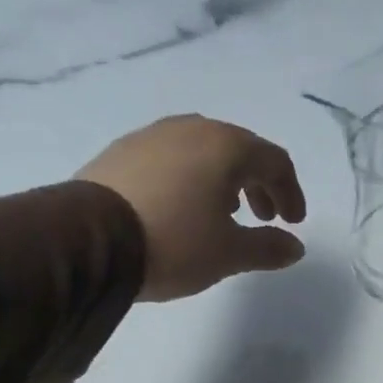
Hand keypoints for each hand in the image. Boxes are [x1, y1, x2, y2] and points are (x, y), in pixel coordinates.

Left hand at [79, 115, 307, 301]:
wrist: (88, 240)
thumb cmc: (174, 242)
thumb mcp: (229, 253)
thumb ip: (267, 247)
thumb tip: (295, 247)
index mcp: (227, 146)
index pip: (275, 161)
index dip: (291, 192)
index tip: (293, 223)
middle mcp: (192, 129)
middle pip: (240, 151)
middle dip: (259, 185)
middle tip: (264, 218)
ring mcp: (152, 135)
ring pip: (203, 151)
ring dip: (224, 180)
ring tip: (223, 213)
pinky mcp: (122, 151)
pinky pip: (171, 158)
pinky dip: (190, 178)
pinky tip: (181, 206)